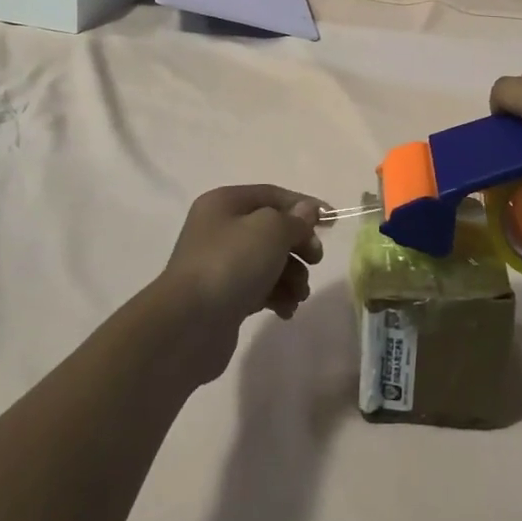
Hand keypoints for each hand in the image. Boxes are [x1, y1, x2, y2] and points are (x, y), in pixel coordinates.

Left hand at [153, 186, 324, 381]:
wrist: (188, 325)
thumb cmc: (231, 264)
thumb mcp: (271, 230)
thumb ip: (294, 219)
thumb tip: (306, 212)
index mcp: (225, 203)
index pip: (273, 195)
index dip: (305, 205)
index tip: (333, 222)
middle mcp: (220, 229)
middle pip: (272, 230)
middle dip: (298, 245)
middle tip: (315, 260)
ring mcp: (220, 265)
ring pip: (269, 262)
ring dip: (292, 275)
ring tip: (298, 294)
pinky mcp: (224, 297)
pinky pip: (260, 288)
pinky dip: (277, 296)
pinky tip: (286, 309)